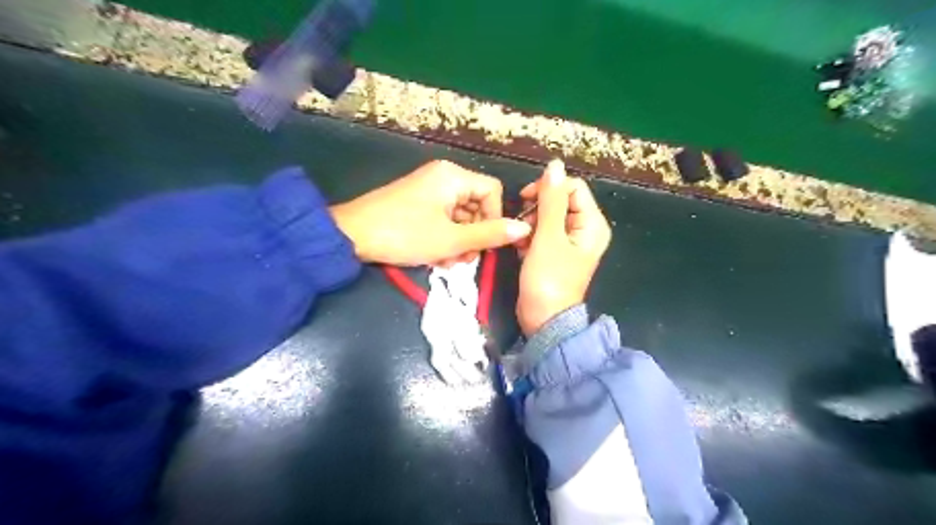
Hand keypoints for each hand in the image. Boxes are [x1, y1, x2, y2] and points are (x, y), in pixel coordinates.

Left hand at [332, 159, 528, 265]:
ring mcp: (427, 189)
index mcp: (453, 176)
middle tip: (463, 260)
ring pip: (459, 216)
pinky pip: (442, 218)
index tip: (484, 244)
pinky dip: (443, 237)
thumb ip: (490, 234)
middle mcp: (443, 177)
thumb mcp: (452, 239)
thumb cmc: (405, 234)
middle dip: (474, 235)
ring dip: (459, 241)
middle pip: (476, 205)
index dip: (494, 219)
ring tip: (446, 262)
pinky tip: (435, 257)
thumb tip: (525, 228)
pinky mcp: (416, 202)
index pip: (493, 192)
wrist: (351, 236)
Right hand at [516, 159, 610, 336]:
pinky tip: (521, 248)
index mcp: (591, 224)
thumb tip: (555, 165)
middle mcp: (584, 229)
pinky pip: (542, 232)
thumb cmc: (548, 279)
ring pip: (547, 216)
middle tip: (522, 225)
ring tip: (520, 240)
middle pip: (560, 201)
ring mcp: (569, 242)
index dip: (548, 189)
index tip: (524, 200)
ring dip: (530, 223)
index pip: (572, 188)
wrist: (543, 320)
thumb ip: (551, 200)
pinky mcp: (555, 252)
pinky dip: (529, 236)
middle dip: (536, 209)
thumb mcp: (548, 237)